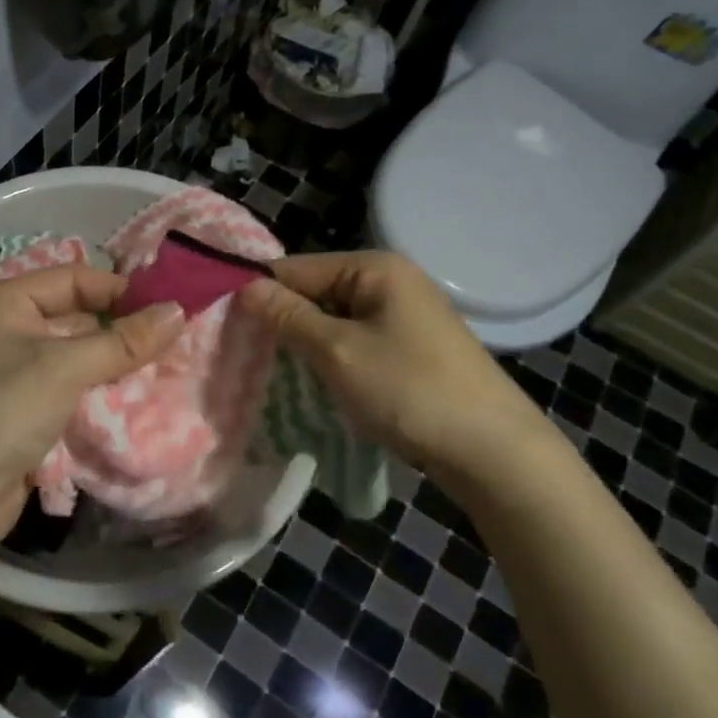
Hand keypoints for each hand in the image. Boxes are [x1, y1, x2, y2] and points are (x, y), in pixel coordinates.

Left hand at [0, 265, 184, 563]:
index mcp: (4, 302)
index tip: (166, 308)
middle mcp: (5, 329)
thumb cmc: (4, 411)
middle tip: (171, 340)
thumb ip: (124, 341)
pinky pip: (69, 387)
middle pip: (76, 316)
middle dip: (121, 329)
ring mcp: (12, 372)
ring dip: (113, 363)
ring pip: (76, 355)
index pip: (73, 278)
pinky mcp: (22, 409)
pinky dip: (98, 390)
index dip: (119, 290)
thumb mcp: (67, 368)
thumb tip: (179, 310)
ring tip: (162, 367)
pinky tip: (132, 398)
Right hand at [239, 250, 561, 480]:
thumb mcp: (338, 351)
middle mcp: (391, 281)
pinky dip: (334, 358)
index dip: (260, 294)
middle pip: (316, 292)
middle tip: (246, 355)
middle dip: (284, 321)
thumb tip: (244, 287)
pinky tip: (318, 381)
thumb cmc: (410, 390)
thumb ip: (289, 317)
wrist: (492, 450)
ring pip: (334, 320)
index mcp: (375, 267)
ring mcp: (404, 315)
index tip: (225, 325)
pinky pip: (356, 341)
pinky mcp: (411, 348)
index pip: (297, 268)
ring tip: (275, 371)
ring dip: (307, 343)